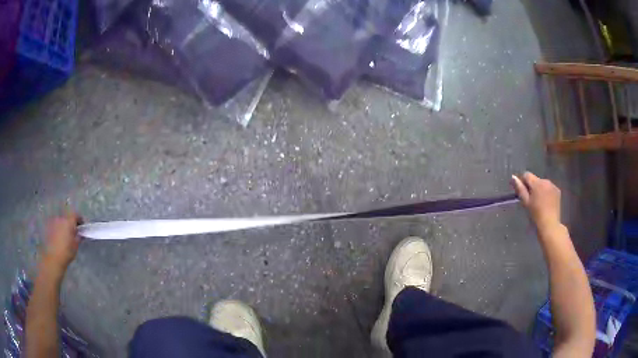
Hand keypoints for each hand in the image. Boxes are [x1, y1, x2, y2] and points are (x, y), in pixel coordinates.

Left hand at [43, 212, 82, 270]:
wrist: (53, 257)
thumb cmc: (67, 252)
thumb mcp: (75, 246)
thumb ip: (78, 237)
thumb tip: (79, 233)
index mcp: (69, 222)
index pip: (75, 215)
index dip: (79, 219)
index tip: (81, 225)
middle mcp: (61, 218)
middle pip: (67, 217)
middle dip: (70, 222)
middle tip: (72, 231)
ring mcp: (53, 221)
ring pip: (60, 220)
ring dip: (63, 225)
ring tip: (64, 235)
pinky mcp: (48, 226)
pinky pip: (55, 224)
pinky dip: (57, 228)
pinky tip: (58, 237)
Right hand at [511, 172, 561, 229]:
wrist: (549, 225)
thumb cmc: (535, 215)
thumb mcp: (526, 202)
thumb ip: (520, 189)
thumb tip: (513, 177)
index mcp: (537, 183)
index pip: (527, 175)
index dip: (523, 182)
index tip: (522, 192)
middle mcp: (545, 180)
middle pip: (535, 179)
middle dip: (532, 187)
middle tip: (531, 200)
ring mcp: (553, 185)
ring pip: (543, 184)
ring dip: (540, 189)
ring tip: (539, 202)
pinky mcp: (558, 191)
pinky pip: (549, 188)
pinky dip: (547, 193)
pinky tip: (546, 203)